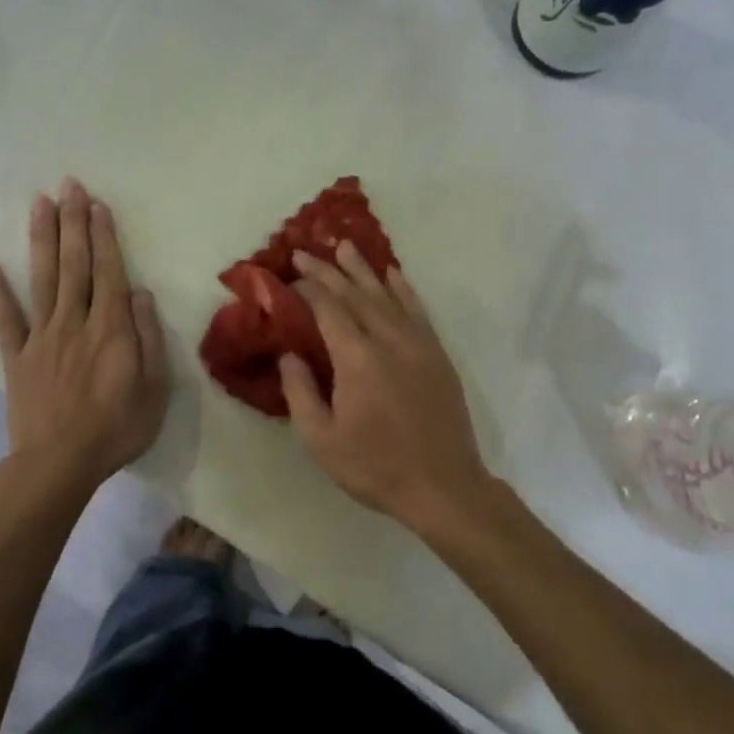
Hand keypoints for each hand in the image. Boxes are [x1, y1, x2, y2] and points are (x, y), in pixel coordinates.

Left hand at [0, 179, 169, 491]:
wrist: (60, 464)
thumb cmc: (116, 428)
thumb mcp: (154, 388)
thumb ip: (148, 338)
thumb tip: (139, 293)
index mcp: (110, 329)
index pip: (107, 271)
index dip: (103, 235)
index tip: (96, 203)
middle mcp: (74, 321)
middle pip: (74, 264)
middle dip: (72, 222)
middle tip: (68, 184)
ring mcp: (41, 336)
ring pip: (43, 279)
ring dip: (42, 239)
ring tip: (38, 202)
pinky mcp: (17, 356)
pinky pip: (5, 319)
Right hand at [279, 244, 504, 539]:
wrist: (444, 487)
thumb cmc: (375, 466)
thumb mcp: (320, 440)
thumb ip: (300, 391)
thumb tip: (290, 353)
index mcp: (357, 359)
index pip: (329, 309)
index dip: (308, 288)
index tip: (289, 274)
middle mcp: (389, 340)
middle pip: (356, 294)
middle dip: (328, 271)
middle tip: (305, 252)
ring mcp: (418, 344)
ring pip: (387, 295)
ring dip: (364, 269)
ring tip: (345, 247)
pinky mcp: (437, 354)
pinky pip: (418, 310)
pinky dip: (403, 288)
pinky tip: (393, 274)